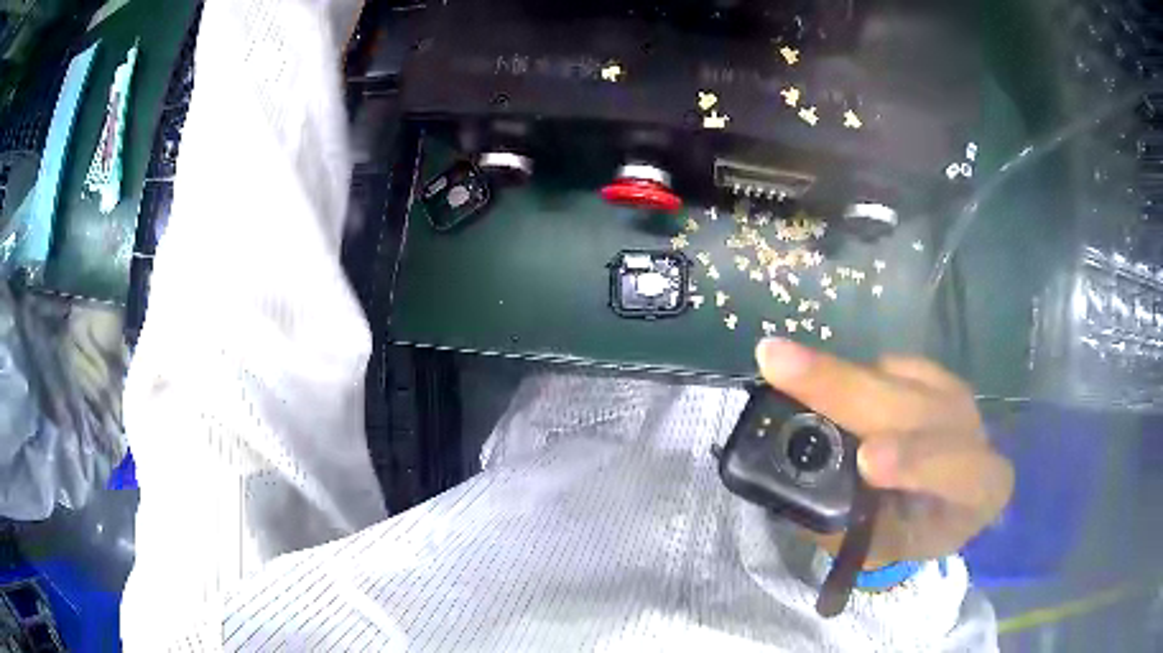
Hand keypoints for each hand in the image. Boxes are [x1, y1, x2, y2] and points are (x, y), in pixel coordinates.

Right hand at [755, 338, 1014, 567]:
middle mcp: (971, 428)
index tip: (867, 459)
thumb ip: (854, 529)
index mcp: (979, 485)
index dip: (917, 461)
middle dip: (854, 393)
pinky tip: (816, 377)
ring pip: (897, 379)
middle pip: (917, 407)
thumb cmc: (921, 529)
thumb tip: (794, 496)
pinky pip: (885, 366)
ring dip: (840, 375)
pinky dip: (847, 372)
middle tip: (784, 370)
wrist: (955, 493)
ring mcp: (951, 392)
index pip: (958, 469)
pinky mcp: (929, 371)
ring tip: (782, 365)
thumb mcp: (891, 549)